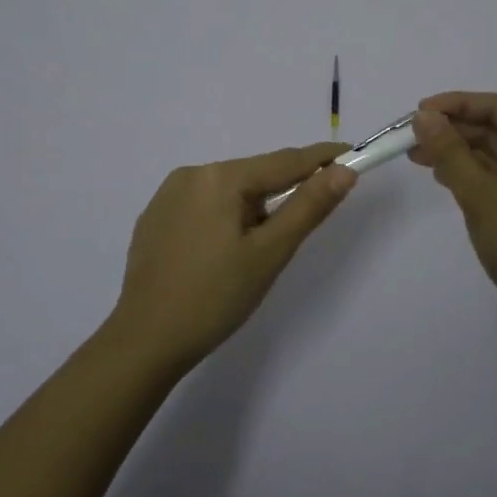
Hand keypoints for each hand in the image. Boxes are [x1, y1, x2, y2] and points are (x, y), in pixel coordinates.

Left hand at [110, 142, 355, 367]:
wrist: (144, 342)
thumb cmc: (215, 298)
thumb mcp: (270, 253)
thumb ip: (309, 207)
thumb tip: (344, 171)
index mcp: (220, 177)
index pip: (284, 161)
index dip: (321, 159)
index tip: (352, 154)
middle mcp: (191, 174)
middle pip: (253, 176)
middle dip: (281, 195)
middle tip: (296, 232)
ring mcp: (166, 196)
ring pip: (228, 192)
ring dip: (251, 211)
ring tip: (251, 257)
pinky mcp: (154, 219)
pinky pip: (202, 207)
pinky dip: (223, 220)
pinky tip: (219, 256)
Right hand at [410, 92, 496, 341]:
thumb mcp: (482, 196)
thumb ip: (451, 153)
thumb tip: (424, 116)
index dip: (456, 104)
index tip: (418, 113)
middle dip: (453, 131)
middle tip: (410, 139)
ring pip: (496, 156)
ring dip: (459, 153)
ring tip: (418, 158)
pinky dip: (472, 175)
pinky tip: (445, 179)